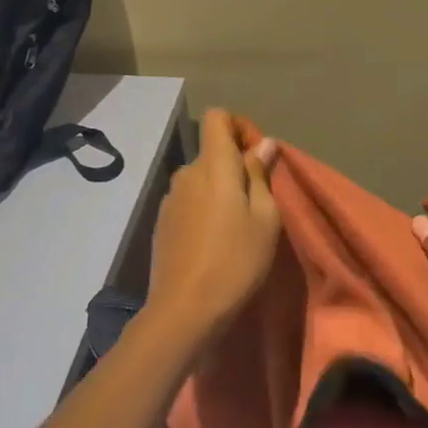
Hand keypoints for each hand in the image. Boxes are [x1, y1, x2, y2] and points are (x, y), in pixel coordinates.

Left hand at [146, 108, 282, 338]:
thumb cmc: (236, 260)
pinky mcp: (162, 223)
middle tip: (258, 202)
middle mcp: (186, 174)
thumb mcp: (265, 218)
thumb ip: (261, 175)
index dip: (240, 126)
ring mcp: (170, 199)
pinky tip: (215, 242)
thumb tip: (263, 145)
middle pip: (212, 152)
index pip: (218, 118)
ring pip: (202, 179)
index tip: (258, 156)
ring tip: (238, 227)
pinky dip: (206, 209)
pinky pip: (190, 201)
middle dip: (236, 166)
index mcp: (214, 166)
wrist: (185, 309)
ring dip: (221, 191)